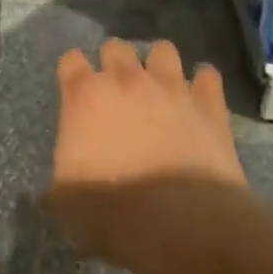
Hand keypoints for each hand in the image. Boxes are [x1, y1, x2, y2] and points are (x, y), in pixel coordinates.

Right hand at [48, 40, 245, 267]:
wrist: (181, 226)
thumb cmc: (112, 213)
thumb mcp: (64, 197)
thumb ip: (64, 165)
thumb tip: (69, 164)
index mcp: (85, 96)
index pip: (70, 61)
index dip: (72, 74)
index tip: (75, 91)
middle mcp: (126, 79)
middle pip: (115, 47)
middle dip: (113, 62)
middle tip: (117, 91)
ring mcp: (171, 87)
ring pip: (163, 50)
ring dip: (158, 64)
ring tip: (160, 88)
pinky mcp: (209, 104)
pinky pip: (207, 76)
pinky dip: (202, 84)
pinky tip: (199, 99)